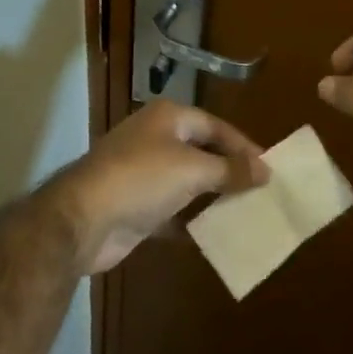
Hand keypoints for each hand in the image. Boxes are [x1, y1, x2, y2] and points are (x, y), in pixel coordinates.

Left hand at [55, 100, 269, 273]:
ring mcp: (143, 173)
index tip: (270, 168)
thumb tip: (265, 169)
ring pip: (188, 182)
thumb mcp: (192, 170)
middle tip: (261, 191)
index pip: (215, 126)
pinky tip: (215, 235)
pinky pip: (174, 210)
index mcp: (168, 118)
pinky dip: (192, 221)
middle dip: (229, 171)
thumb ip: (230, 169)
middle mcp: (155, 139)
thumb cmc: (141, 179)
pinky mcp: (137, 207)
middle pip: (202, 151)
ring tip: (246, 212)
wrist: (82, 220)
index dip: (242, 146)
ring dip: (212, 196)